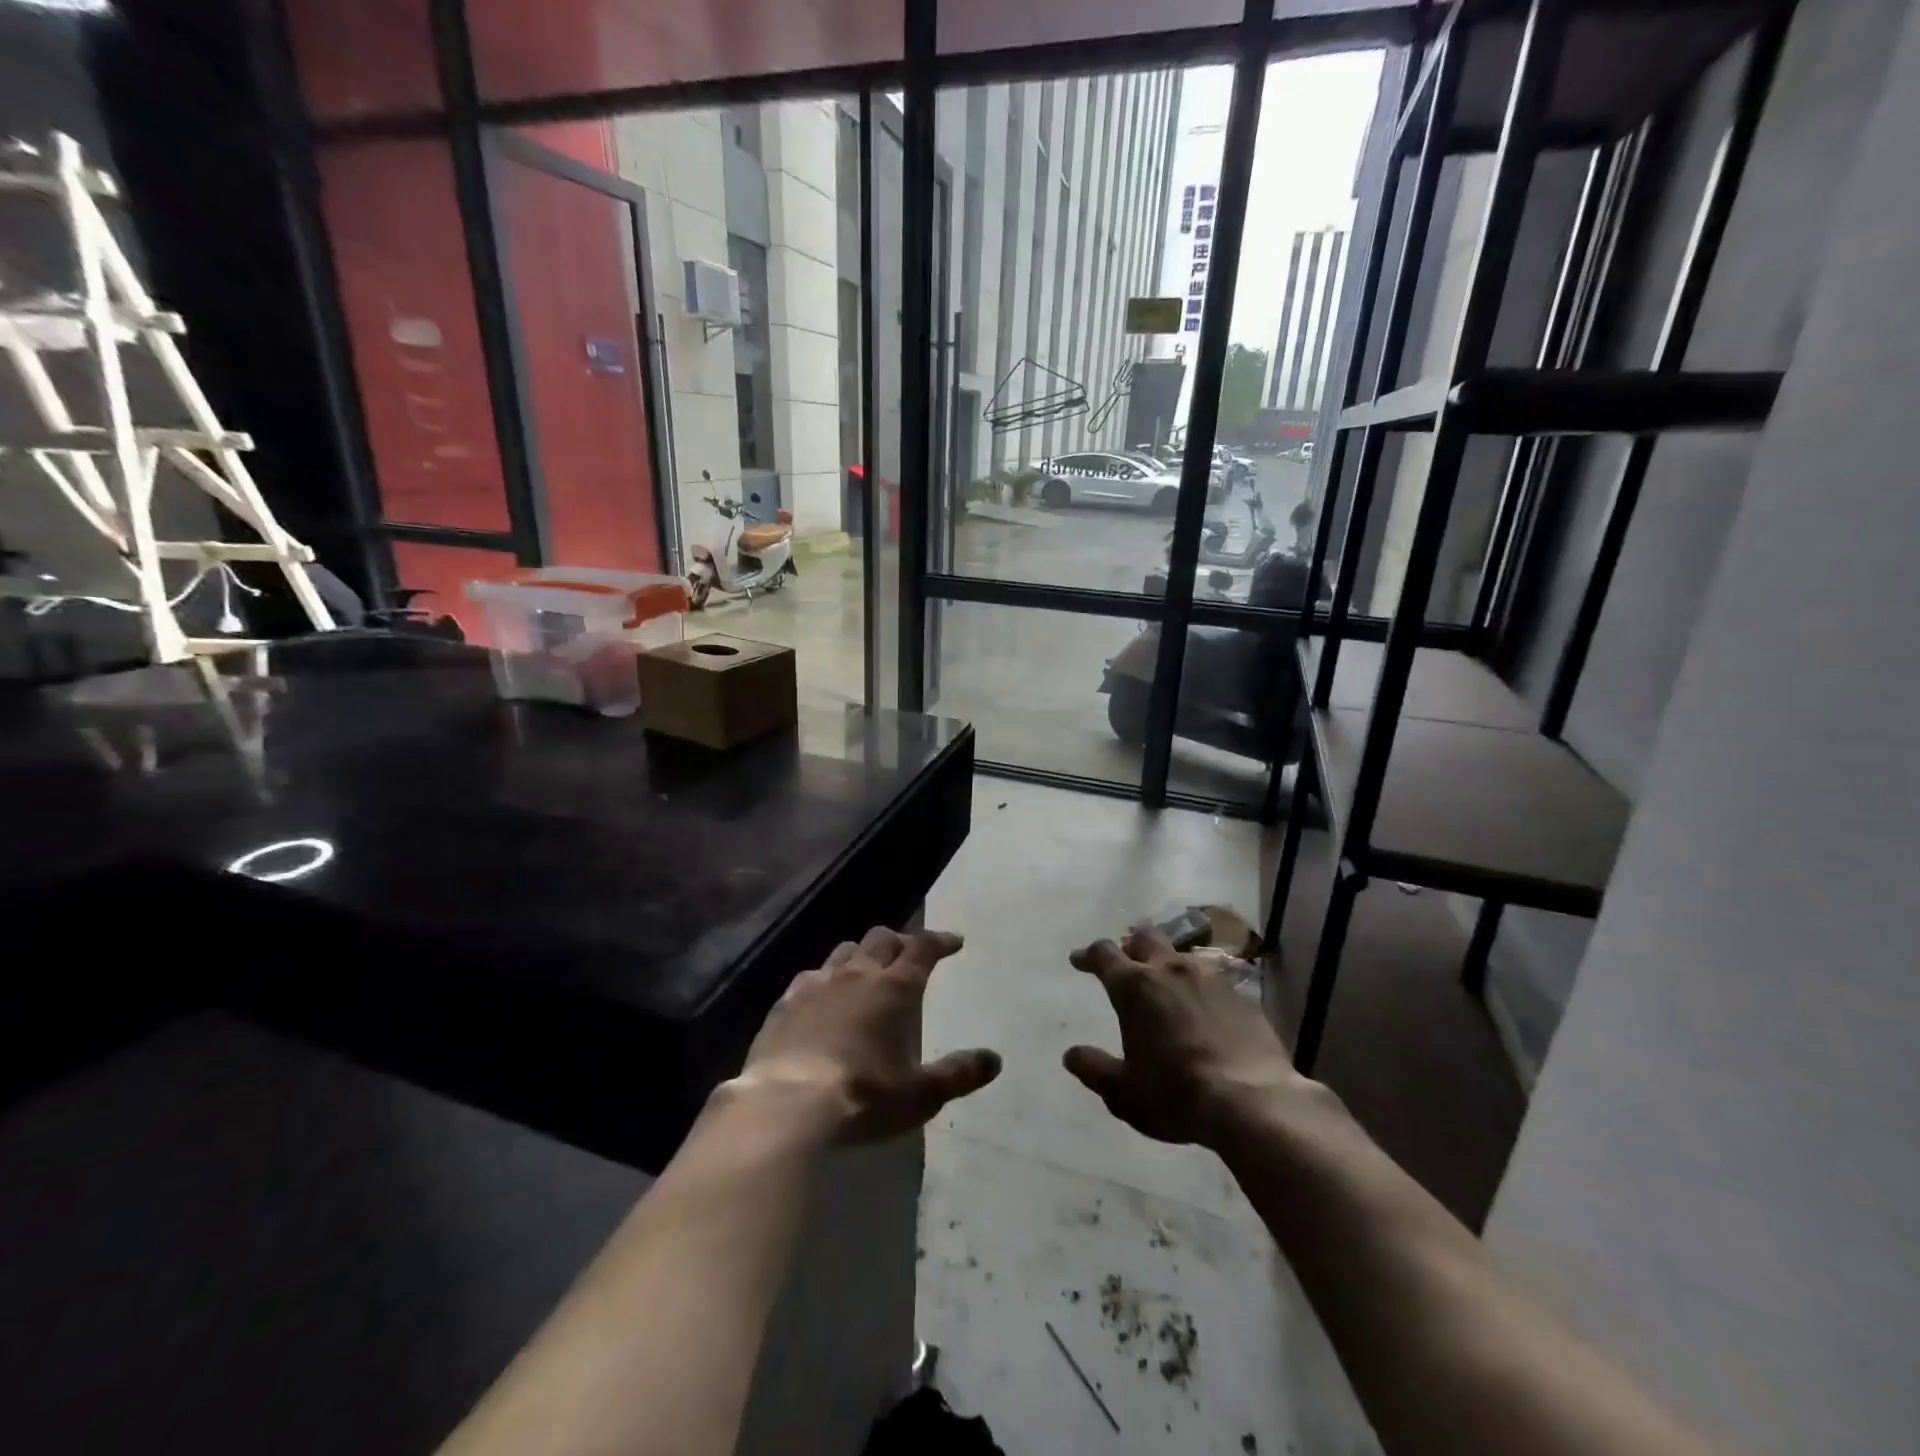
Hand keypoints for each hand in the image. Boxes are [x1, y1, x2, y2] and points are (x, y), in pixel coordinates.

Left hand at [732, 926, 1000, 1144]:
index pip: (922, 949)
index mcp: (894, 989)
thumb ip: (958, 1074)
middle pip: (882, 939)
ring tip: (868, 969)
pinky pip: (809, 977)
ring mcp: (817, 985)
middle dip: (901, 941)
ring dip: (861, 954)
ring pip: (844, 951)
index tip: (954, 942)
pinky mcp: (785, 1003)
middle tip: (911, 954)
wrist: (785, 1105)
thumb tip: (994, 1060)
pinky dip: (825, 979)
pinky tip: (821, 995)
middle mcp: (857, 975)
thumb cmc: (863, 1098)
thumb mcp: (920, 1095)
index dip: (940, 941)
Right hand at [1065, 926, 1310, 1148]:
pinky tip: (1204, 1011)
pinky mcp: (1241, 995)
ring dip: (1168, 966)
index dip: (1088, 955)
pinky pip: (1213, 980)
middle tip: (1126, 964)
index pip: (1103, 954)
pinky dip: (1200, 989)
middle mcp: (1170, 970)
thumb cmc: (1176, 1095)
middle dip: (1130, 947)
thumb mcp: (1124, 1093)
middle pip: (1144, 939)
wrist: (1253, 1102)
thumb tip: (1071, 1055)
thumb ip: (1095, 1069)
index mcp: (1135, 987)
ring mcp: (1210, 978)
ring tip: (1167, 988)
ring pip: (1181, 956)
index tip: (1079, 960)